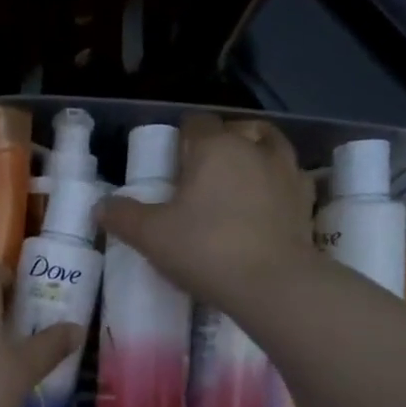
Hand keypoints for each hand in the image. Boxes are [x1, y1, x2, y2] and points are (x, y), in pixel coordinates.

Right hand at [98, 114, 313, 309]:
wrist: (272, 284)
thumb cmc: (205, 249)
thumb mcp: (151, 236)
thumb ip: (123, 216)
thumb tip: (99, 206)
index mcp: (215, 147)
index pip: (197, 122)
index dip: (182, 135)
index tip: (172, 159)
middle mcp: (254, 149)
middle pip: (238, 129)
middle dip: (222, 141)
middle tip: (204, 171)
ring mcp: (287, 173)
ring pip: (272, 145)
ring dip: (256, 154)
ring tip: (240, 178)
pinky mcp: (306, 202)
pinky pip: (291, 178)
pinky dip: (277, 183)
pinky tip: (266, 203)